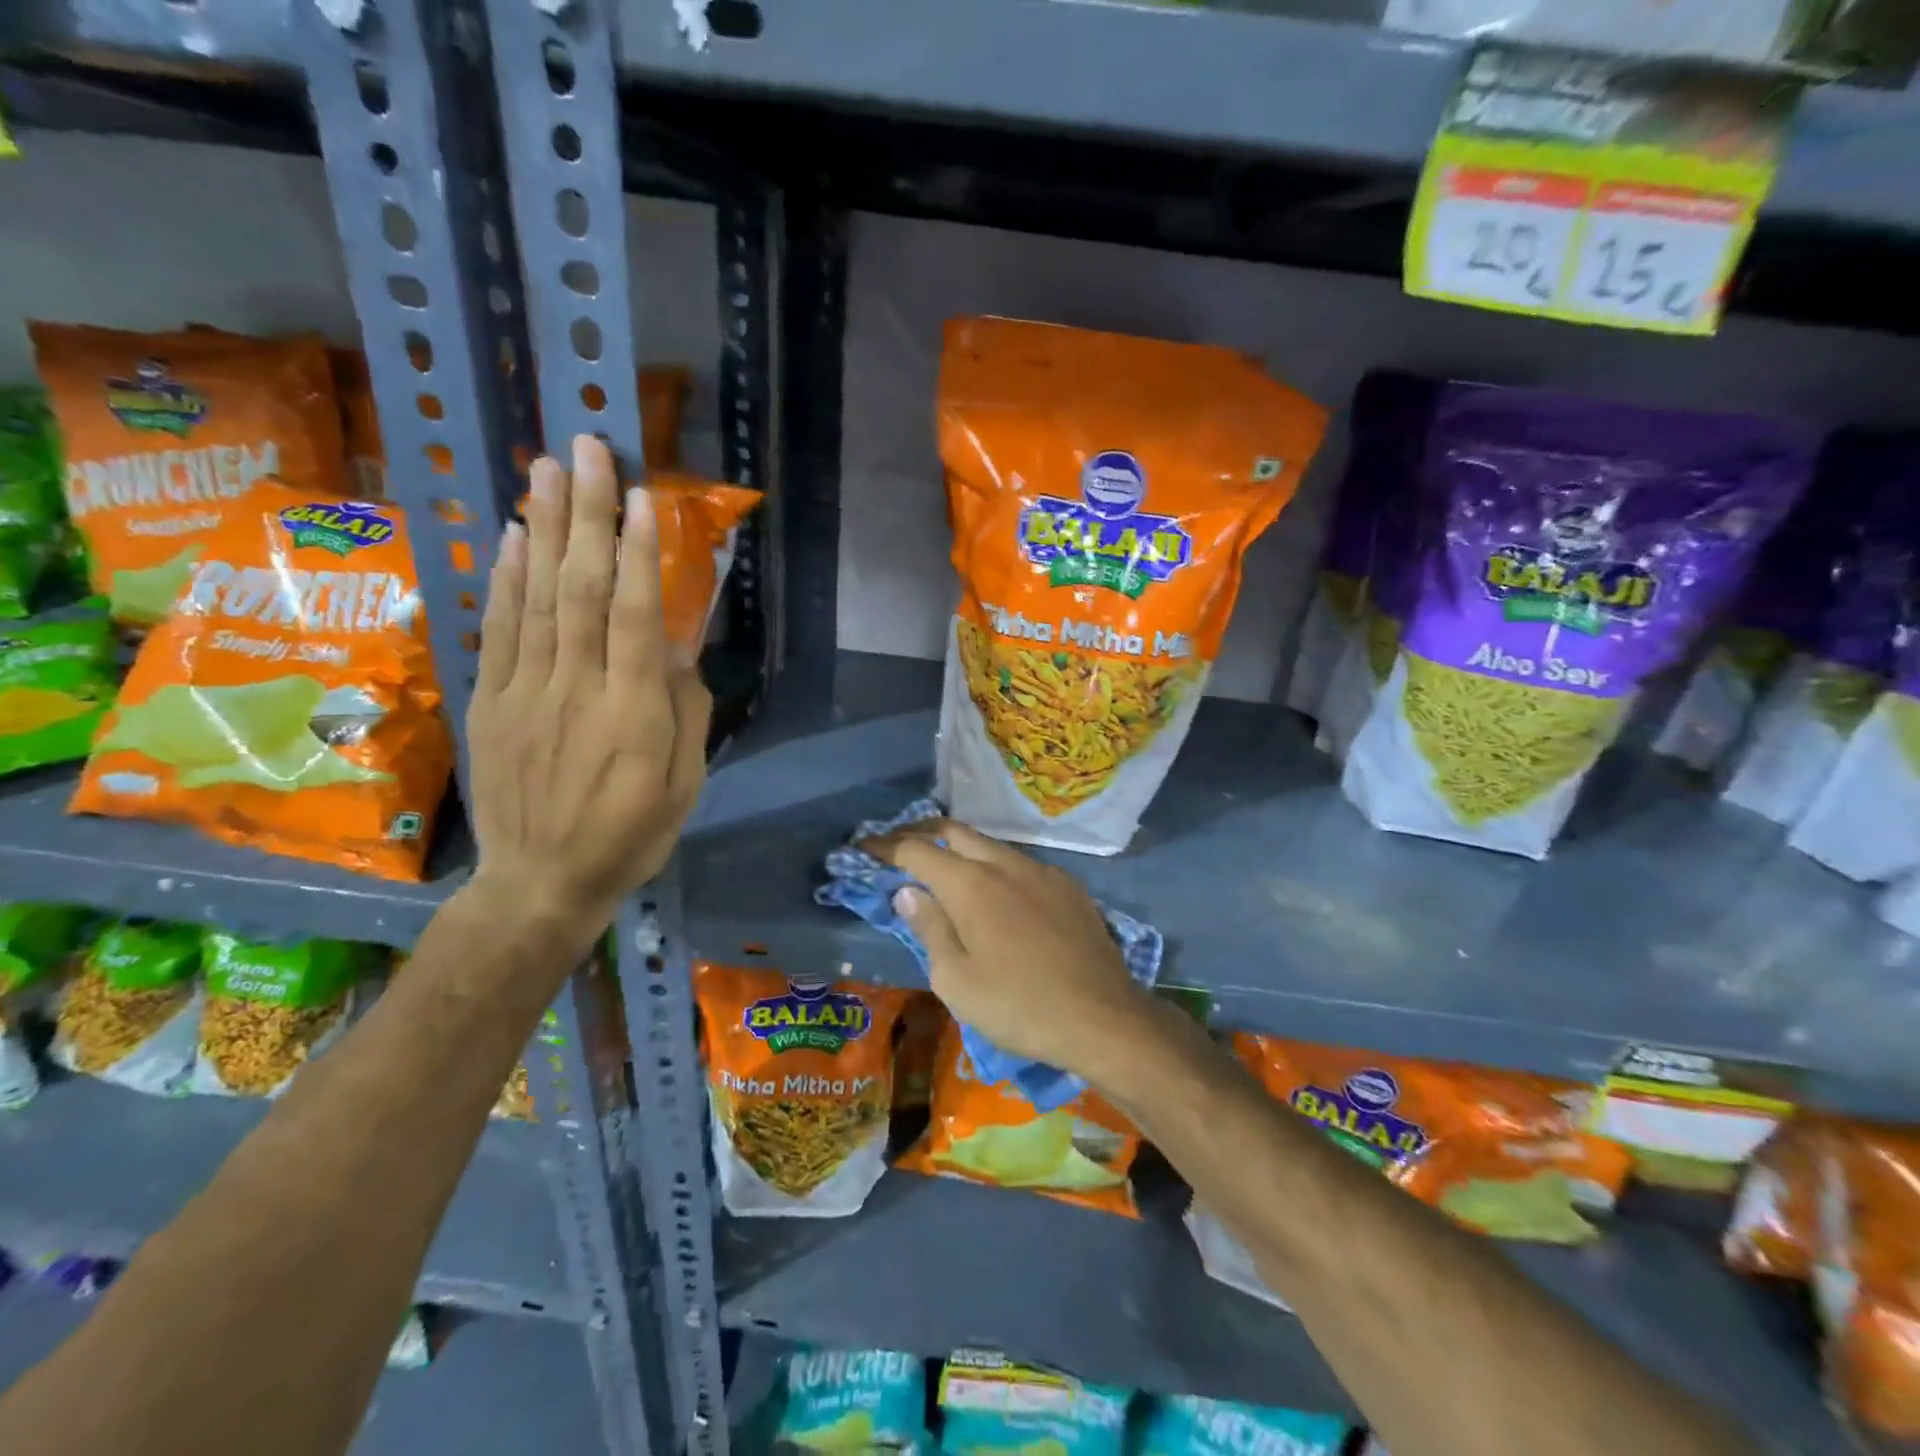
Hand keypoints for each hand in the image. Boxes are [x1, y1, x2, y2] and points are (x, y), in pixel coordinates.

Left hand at [467, 435, 709, 927]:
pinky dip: (507, 578)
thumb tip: (679, 647)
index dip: (637, 553)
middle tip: (588, 449)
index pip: (632, 616)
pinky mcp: (492, 701)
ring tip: (549, 467)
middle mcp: (576, 689)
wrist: (541, 882)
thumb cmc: (629, 836)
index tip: (643, 496)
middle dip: (587, 515)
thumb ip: (685, 712)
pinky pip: (500, 629)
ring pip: (537, 597)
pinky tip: (515, 535)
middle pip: (580, 589)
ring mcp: (526, 691)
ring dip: (545, 527)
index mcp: (633, 714)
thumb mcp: (682, 785)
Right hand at [866, 819, 1151, 1076]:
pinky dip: (995, 868)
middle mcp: (1004, 863)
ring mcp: (1041, 870)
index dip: (885, 847)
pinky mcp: (1068, 885)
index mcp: (970, 884)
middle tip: (899, 850)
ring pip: (990, 845)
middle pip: (954, 831)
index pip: (916, 850)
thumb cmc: (1018, 1006)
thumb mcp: (956, 980)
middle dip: (921, 834)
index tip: (863, 847)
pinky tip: (997, 894)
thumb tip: (908, 891)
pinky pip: (1020, 864)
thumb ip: (929, 927)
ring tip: (944, 871)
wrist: (1103, 1017)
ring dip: (961, 850)